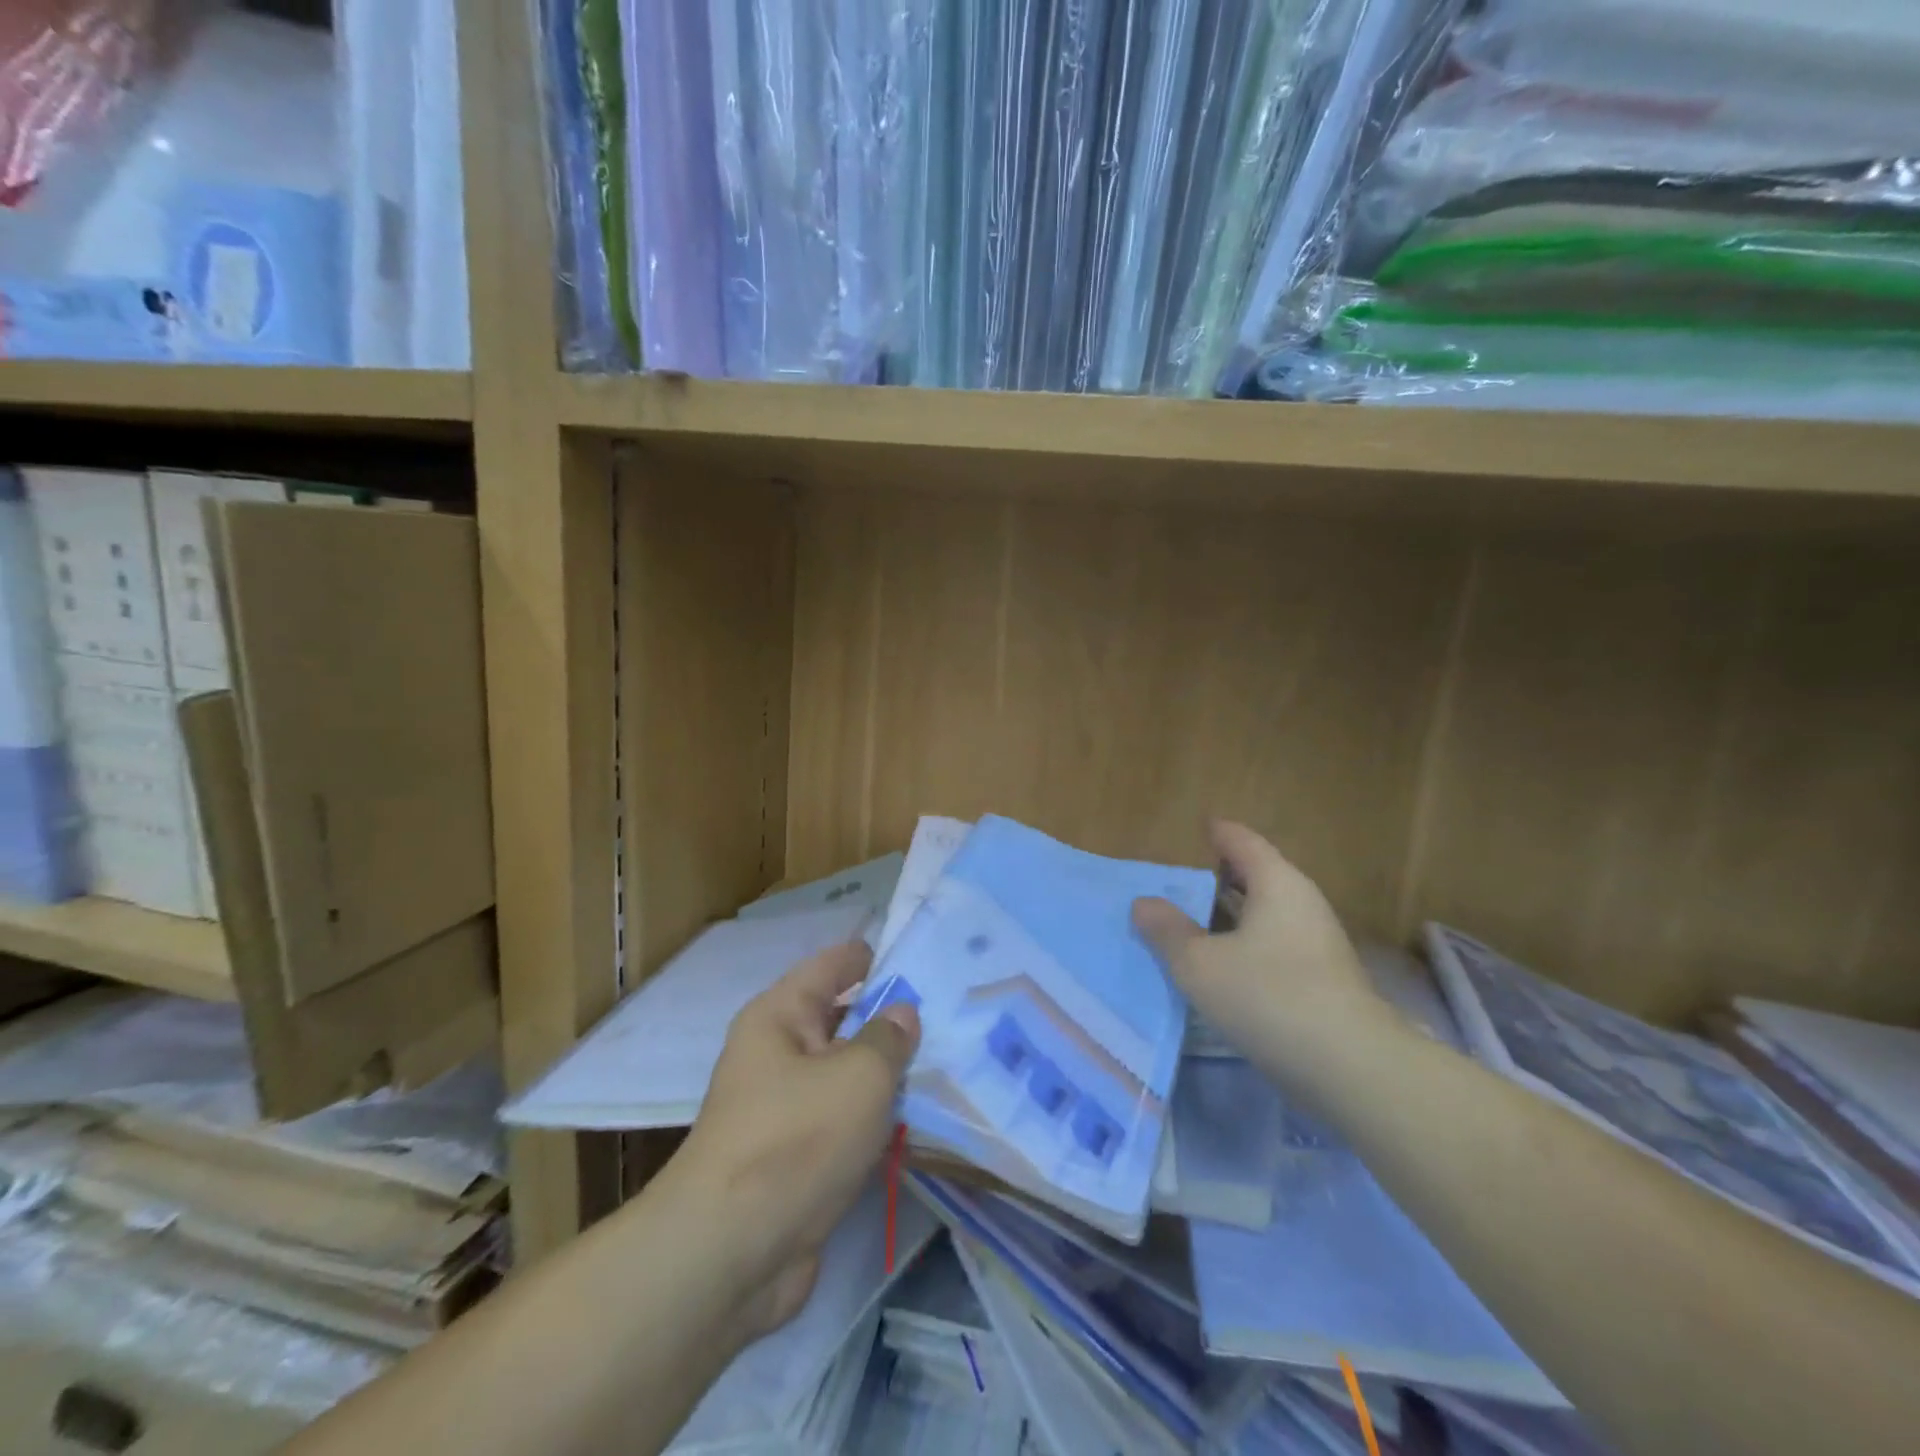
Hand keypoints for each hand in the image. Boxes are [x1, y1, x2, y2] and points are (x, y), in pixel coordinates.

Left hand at [670, 941, 918, 1340]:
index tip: (926, 957)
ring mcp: (788, 1107)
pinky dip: (878, 1117)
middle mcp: (779, 1053)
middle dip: (892, 1016)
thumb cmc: (795, 1139)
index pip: (834, 964)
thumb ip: (888, 1037)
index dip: (876, 957)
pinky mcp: (800, 1156)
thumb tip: (902, 1013)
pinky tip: (923, 1115)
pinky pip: (847, 1119)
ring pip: (848, 1073)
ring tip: (951, 1057)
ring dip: (889, 1072)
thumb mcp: (857, 1076)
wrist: (731, 1255)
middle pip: (843, 1018)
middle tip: (953, 1010)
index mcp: (781, 1015)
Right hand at [1132, 821, 1407, 1109]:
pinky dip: (1248, 942)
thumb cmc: (1268, 996)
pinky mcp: (1324, 979)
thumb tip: (1143, 903)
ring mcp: (1318, 943)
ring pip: (1268, 914)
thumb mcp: (1199, 963)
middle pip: (1259, 876)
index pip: (1243, 843)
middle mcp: (1303, 904)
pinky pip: (1276, 943)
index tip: (1202, 825)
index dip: (1219, 833)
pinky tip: (1225, 963)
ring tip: (1197, 920)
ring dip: (1234, 914)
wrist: (1351, 1067)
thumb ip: (1168, 931)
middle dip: (1224, 875)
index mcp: (1276, 884)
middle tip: (1187, 877)